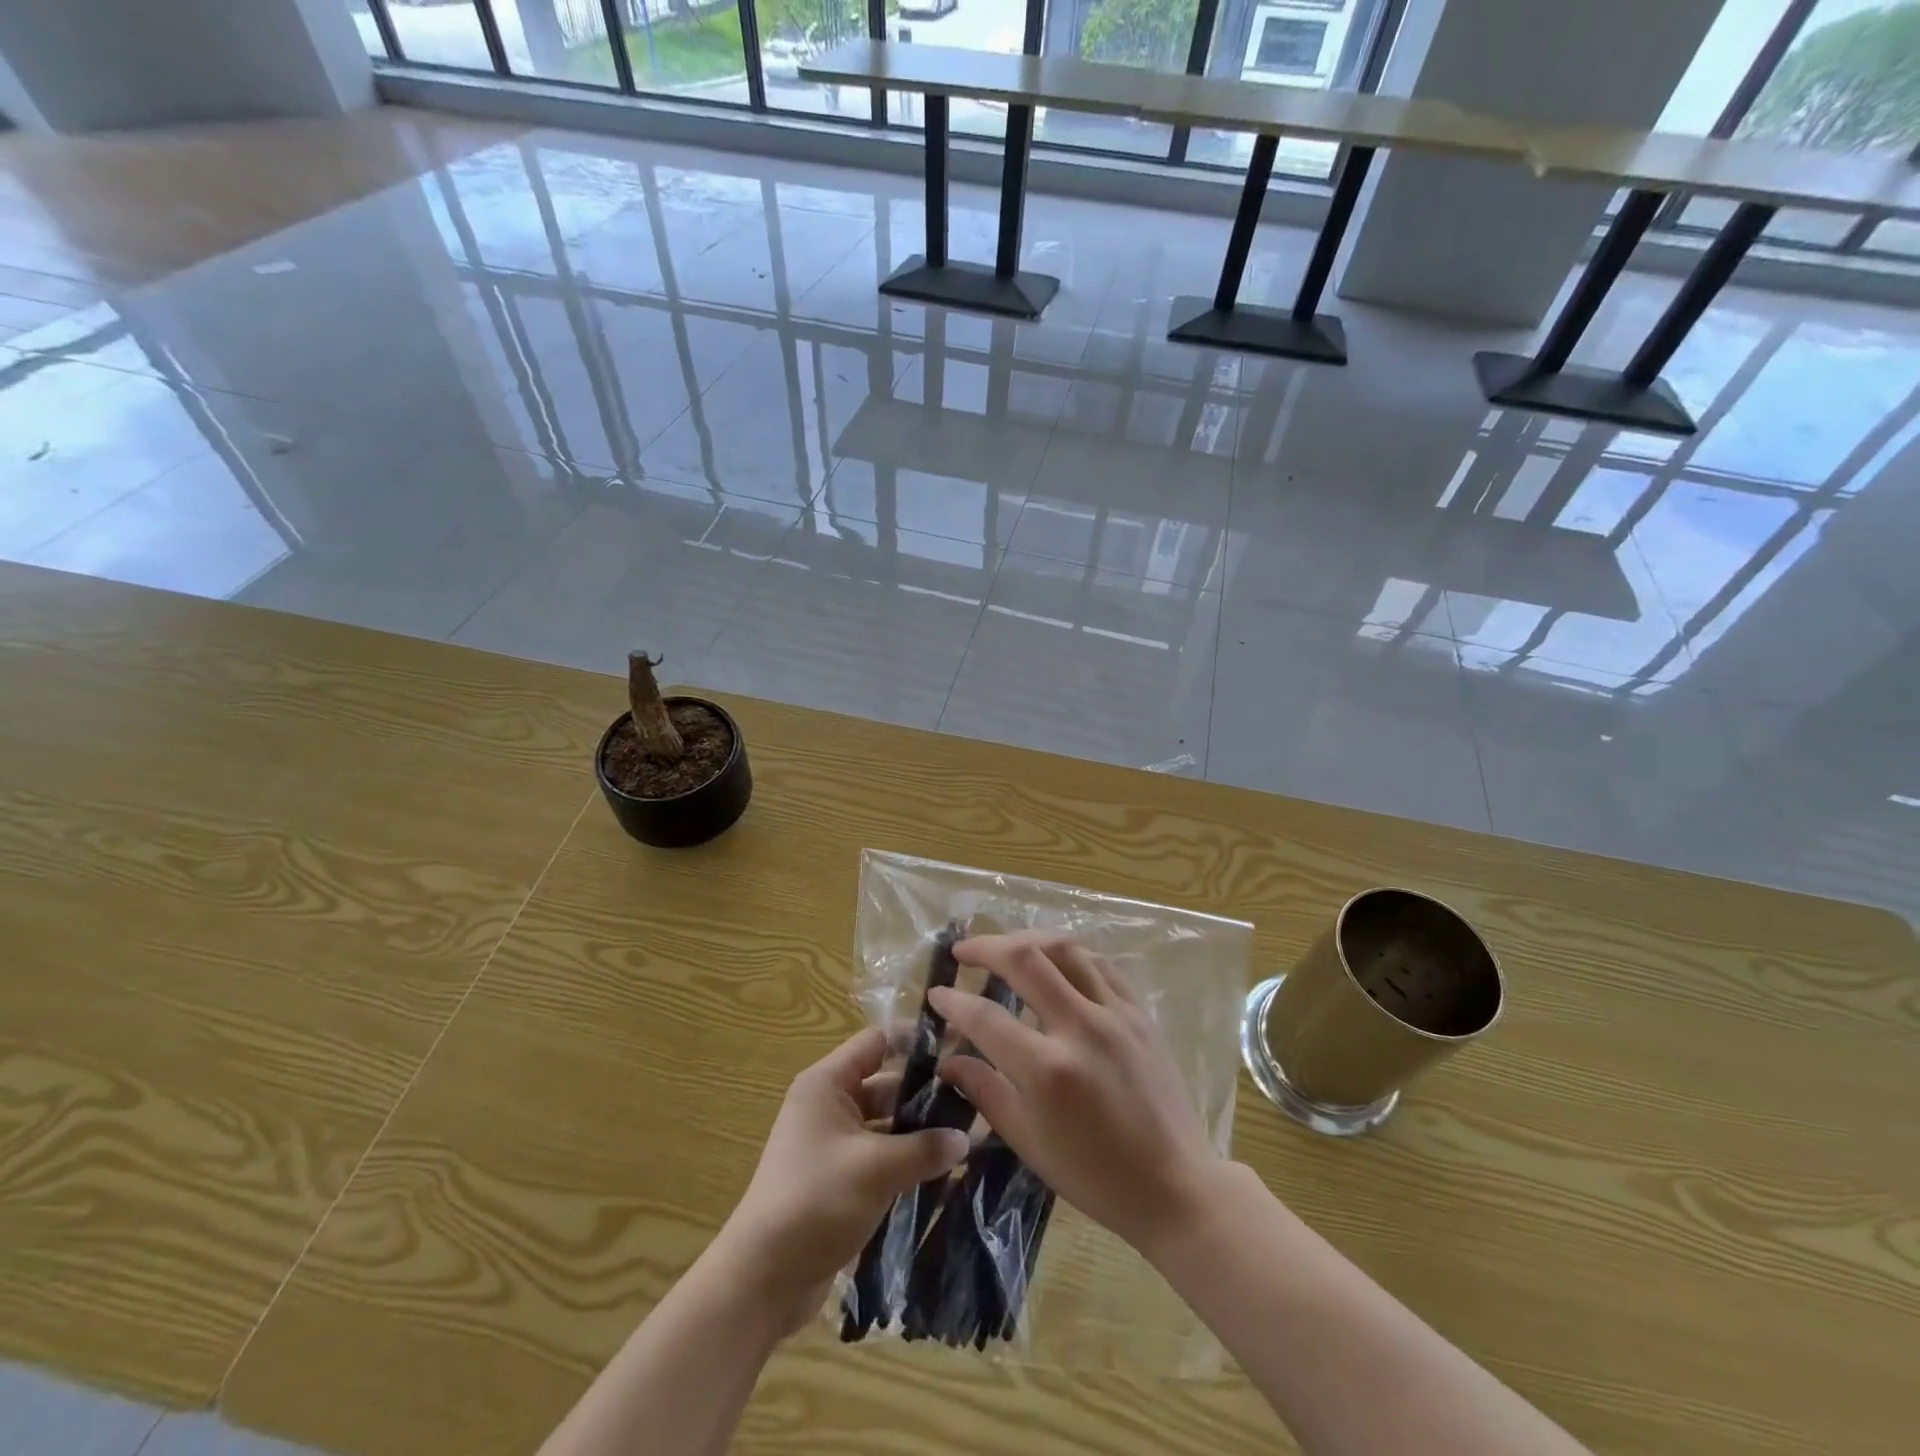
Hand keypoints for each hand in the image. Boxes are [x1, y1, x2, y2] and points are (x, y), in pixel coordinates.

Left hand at [710, 1027, 969, 1337]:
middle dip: (927, 1092)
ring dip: (921, 1131)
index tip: (960, 1047)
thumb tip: (966, 1138)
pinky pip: (881, 1156)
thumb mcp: (876, 1169)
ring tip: (969, 1135)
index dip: (917, 1041)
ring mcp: (834, 1143)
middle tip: (975, 1099)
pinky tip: (946, 1172)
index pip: (878, 1041)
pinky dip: (908, 1160)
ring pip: (887, 1123)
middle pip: (886, 1083)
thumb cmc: (815, 1202)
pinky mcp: (840, 1178)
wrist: (762, 1280)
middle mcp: (829, 1105)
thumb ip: (924, 1148)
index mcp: (827, 1084)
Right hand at [930, 932, 1223, 1257]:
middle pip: (1026, 959)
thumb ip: (986, 1091)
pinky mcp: (1140, 1012)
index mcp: (1048, 1070)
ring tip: (1005, 948)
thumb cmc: (1094, 1176)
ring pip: (1065, 949)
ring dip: (1027, 940)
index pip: (986, 1017)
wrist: (1174, 1185)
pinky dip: (1069, 954)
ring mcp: (1116, 1014)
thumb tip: (949, 1059)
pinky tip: (1054, 962)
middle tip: (963, 951)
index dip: (953, 1001)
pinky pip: (1100, 963)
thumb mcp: (1029, 1142)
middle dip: (986, 947)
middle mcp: (1081, 1028)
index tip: (936, 994)